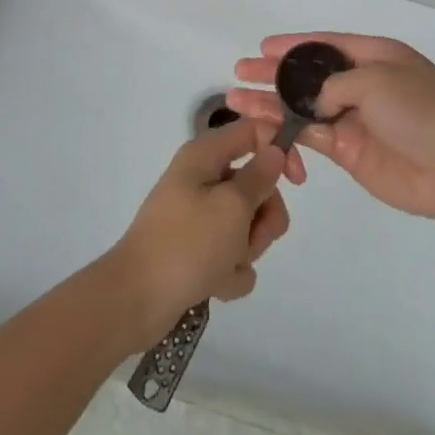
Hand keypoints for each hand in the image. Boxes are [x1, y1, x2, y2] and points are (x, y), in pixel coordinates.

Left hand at [104, 117, 290, 349]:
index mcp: (205, 157)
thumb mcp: (232, 206)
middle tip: (251, 239)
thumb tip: (274, 151)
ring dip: (246, 250)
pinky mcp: (196, 251)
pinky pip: (231, 255)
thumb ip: (260, 177)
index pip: (253, 133)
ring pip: (247, 225)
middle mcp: (201, 180)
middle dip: (263, 218)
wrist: (136, 300)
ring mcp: (198, 217)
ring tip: (226, 267)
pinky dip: (230, 272)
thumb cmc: (187, 244)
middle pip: (255, 186)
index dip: (280, 151)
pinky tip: (215, 285)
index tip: (297, 181)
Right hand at [226, 33, 434, 218]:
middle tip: (240, 73)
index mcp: (376, 56)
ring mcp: (354, 119)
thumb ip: (335, 83)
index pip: (326, 44)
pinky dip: (287, 132)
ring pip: (304, 107)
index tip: (262, 47)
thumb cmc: (420, 112)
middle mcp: (362, 84)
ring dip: (272, 104)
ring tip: (237, 101)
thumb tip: (313, 101)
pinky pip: (311, 136)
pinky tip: (263, 128)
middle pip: (309, 75)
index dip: (293, 45)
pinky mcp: (349, 151)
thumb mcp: (376, 79)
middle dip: (274, 74)